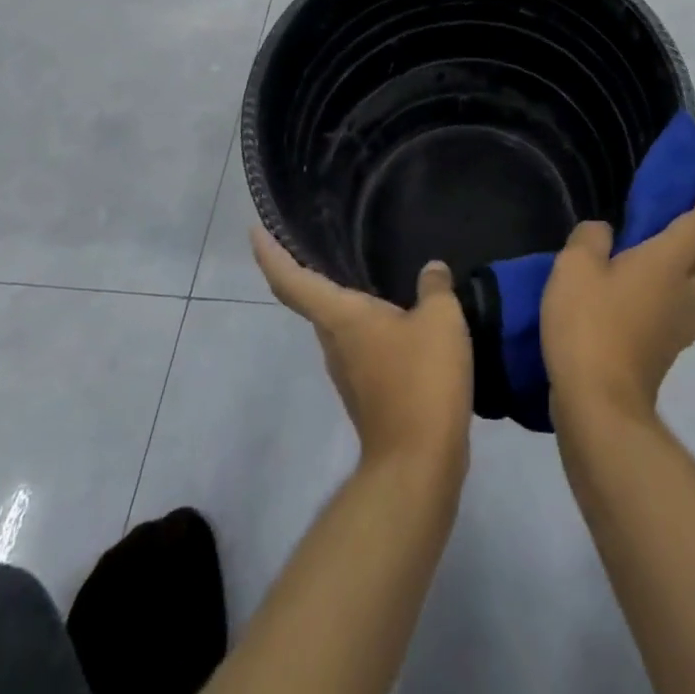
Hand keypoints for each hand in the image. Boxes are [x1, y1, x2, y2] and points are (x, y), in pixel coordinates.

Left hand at [252, 225, 473, 474]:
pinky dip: (369, 323)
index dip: (270, 254)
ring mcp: (349, 372)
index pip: (292, 280)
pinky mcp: (367, 392)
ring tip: (367, 269)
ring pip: (338, 324)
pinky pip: (361, 344)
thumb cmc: (421, 380)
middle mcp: (334, 342)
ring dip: (345, 299)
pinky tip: (398, 316)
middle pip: (312, 300)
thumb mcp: (440, 320)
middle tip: (320, 237)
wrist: (419, 463)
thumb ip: (435, 287)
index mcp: (341, 317)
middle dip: (308, 270)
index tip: (254, 231)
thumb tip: (431, 269)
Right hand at [541, 175, 694, 425]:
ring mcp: (679, 330)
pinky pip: (679, 317)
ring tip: (655, 265)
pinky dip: (669, 300)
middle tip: (684, 229)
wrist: (598, 406)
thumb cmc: (589, 325)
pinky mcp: (664, 356)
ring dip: (693, 274)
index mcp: (668, 263)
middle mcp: (684, 294)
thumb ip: (590, 239)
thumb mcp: (574, 267)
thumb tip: (604, 234)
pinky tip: (636, 300)